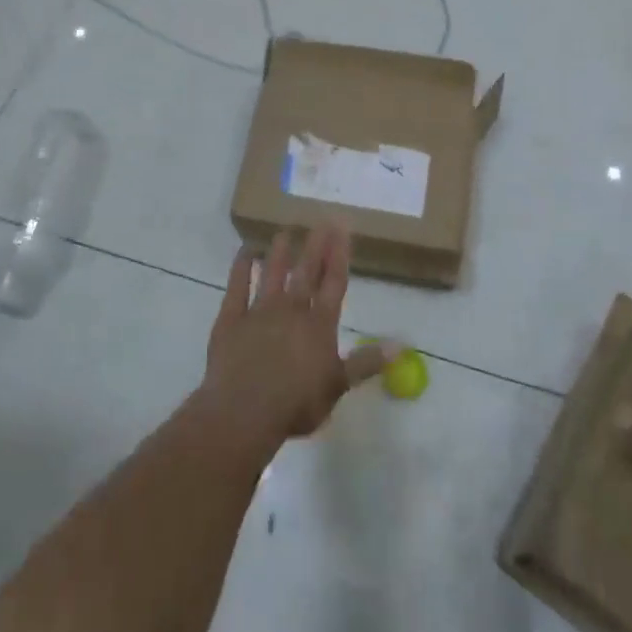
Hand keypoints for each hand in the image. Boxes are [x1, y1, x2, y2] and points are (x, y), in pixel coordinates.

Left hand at [201, 228, 389, 448]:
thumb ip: (366, 363)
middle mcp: (291, 310)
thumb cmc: (296, 404)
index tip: (343, 228)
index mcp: (319, 325)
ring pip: (271, 273)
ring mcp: (259, 312)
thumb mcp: (338, 387)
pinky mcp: (231, 319)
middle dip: (316, 245)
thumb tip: (400, 346)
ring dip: (279, 252)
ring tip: (284, 231)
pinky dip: (240, 268)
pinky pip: (236, 287)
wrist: (244, 412)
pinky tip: (244, 251)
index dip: (339, 255)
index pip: (333, 283)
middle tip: (322, 219)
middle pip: (306, 272)